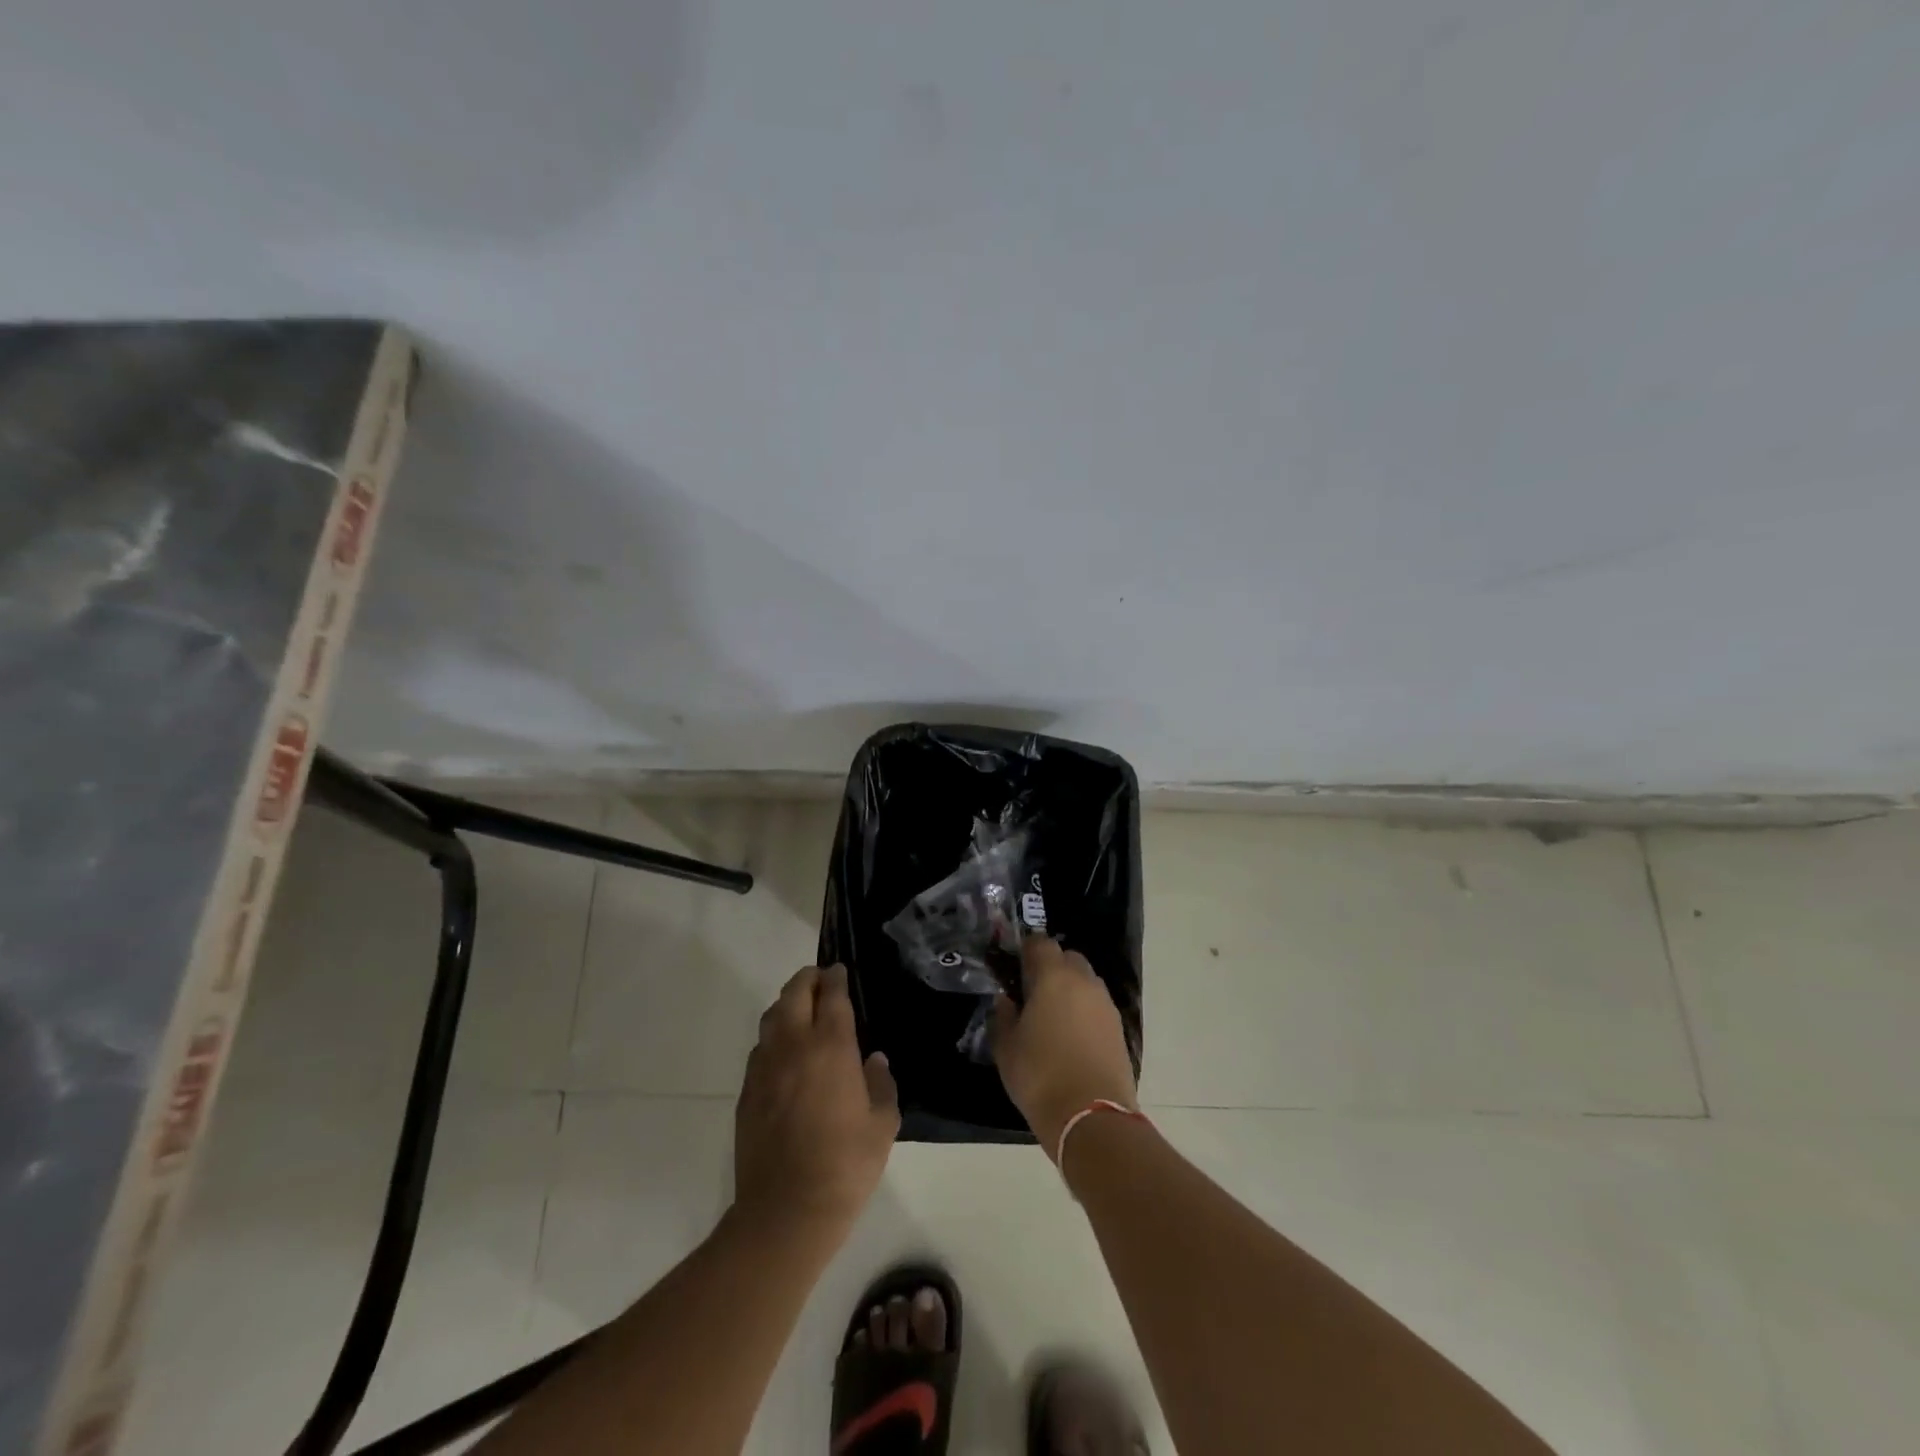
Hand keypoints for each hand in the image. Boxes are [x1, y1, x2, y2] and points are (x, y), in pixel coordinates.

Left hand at [733, 965, 898, 1242]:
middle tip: (821, 980)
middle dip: (808, 980)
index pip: (832, 995)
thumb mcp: (882, 1125)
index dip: (836, 978)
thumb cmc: (845, 1165)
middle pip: (794, 994)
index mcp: (830, 1046)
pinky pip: (760, 1048)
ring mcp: (764, 1067)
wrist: (786, 1211)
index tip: (841, 970)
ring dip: (787, 1004)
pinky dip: (774, 1037)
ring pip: (771, 1017)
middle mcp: (793, 1046)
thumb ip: (881, 1085)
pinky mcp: (746, 1092)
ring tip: (801, 1009)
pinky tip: (785, 1053)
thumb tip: (873, 1061)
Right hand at [991, 937, 1137, 1155]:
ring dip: (1069, 988)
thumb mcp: (1006, 1048)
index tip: (1013, 969)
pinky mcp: (1119, 1027)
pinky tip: (1070, 1036)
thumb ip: (1003, 1016)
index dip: (1025, 951)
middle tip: (1032, 993)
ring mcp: (1105, 1003)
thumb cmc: (1040, 1076)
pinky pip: (1096, 1005)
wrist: (1092, 1117)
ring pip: (1085, 980)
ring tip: (1051, 1017)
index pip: (1039, 943)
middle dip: (1050, 967)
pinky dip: (1083, 1010)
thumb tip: (1006, 1000)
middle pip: (1067, 958)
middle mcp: (1084, 981)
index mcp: (1053, 976)